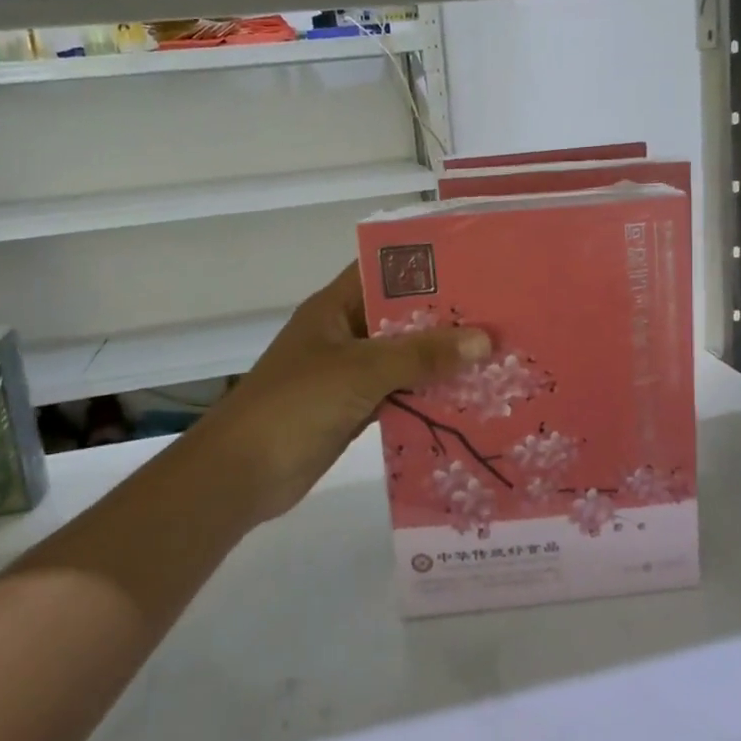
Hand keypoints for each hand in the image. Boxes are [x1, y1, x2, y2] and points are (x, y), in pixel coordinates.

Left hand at [187, 265, 490, 526]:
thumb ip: (420, 355)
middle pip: (401, 316)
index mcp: (335, 308)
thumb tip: (484, 340)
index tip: (475, 266)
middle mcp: (344, 334)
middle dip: (446, 319)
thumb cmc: (294, 406)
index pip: (384, 270)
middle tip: (500, 316)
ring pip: (403, 359)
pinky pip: (399, 395)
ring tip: (496, 357)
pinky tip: (467, 400)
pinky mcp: (354, 409)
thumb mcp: (360, 371)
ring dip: (441, 361)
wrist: (240, 475)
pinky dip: (427, 397)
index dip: (426, 265)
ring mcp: (348, 374)